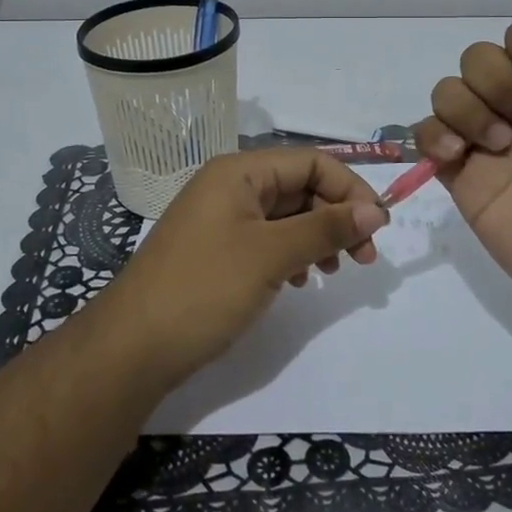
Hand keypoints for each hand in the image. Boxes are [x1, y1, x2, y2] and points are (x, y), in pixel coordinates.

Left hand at [96, 149, 388, 386]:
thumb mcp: (271, 255)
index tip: (379, 227)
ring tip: (334, 271)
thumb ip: (325, 228)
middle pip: (299, 187)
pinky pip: (267, 240)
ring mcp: (221, 220)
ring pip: (285, 216)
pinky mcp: (217, 251)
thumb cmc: (204, 289)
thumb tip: (376, 211)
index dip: (350, 189)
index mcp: (238, 172)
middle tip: (364, 258)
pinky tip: (301, 281)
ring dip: (317, 237)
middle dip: (336, 217)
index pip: (310, 162)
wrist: (132, 348)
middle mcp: (229, 187)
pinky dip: (291, 255)